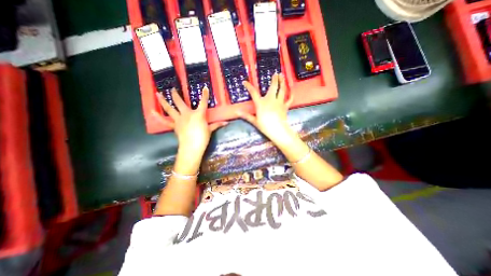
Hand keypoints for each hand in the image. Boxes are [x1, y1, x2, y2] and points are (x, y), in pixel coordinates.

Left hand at [153, 87, 226, 158]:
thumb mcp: (210, 130)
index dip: (205, 95)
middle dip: (176, 94)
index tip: (205, 88)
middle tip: (172, 88)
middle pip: (180, 102)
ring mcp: (179, 119)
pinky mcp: (174, 126)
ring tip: (157, 93)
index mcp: (198, 114)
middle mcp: (187, 114)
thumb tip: (226, 123)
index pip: (203, 102)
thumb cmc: (202, 138)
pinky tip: (151, 111)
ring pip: (170, 109)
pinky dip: (158, 116)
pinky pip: (165, 121)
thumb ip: (217, 124)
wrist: (192, 147)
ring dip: (163, 101)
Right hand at [239, 74, 295, 143]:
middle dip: (274, 79)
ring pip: (281, 90)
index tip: (245, 82)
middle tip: (276, 73)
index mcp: (261, 103)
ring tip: (282, 76)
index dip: (248, 86)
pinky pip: (289, 99)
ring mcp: (279, 102)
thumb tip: (237, 112)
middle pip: (273, 87)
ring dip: (282, 82)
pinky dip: (290, 94)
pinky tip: (291, 91)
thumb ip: (246, 115)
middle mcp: (270, 99)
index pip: (253, 92)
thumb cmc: (265, 126)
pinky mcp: (285, 106)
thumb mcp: (254, 121)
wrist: (278, 130)